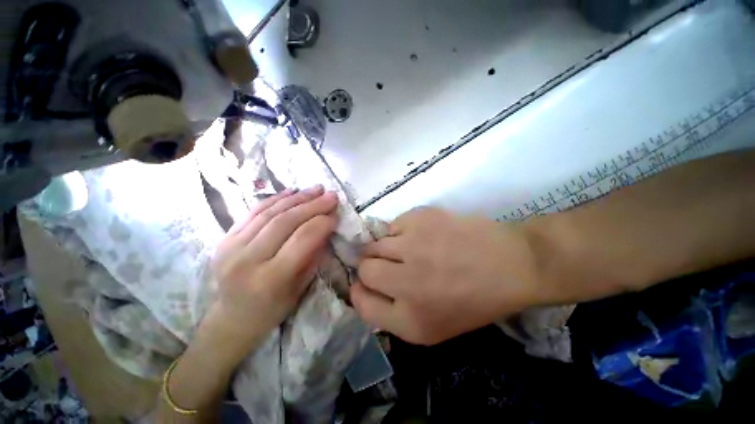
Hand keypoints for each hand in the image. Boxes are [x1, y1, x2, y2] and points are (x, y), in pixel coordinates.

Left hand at [208, 185, 337, 359]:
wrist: (232, 317)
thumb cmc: (273, 308)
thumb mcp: (301, 287)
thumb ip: (313, 255)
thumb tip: (326, 226)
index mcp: (270, 278)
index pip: (302, 239)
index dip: (322, 223)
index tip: (336, 214)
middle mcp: (247, 260)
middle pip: (286, 222)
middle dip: (313, 205)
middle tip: (331, 195)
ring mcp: (231, 247)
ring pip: (270, 212)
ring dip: (297, 197)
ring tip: (316, 189)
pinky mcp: (224, 238)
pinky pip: (254, 212)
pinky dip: (276, 199)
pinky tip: (292, 191)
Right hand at [350, 208, 540, 344]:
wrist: (510, 264)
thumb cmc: (473, 300)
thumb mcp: (432, 327)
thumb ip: (391, 313)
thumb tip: (363, 288)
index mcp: (410, 320)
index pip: (360, 303)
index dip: (360, 291)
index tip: (369, 283)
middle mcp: (405, 283)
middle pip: (363, 268)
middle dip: (372, 266)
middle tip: (391, 263)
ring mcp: (411, 246)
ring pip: (375, 243)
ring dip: (386, 247)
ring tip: (408, 248)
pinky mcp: (420, 219)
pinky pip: (393, 224)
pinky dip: (401, 231)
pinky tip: (421, 235)